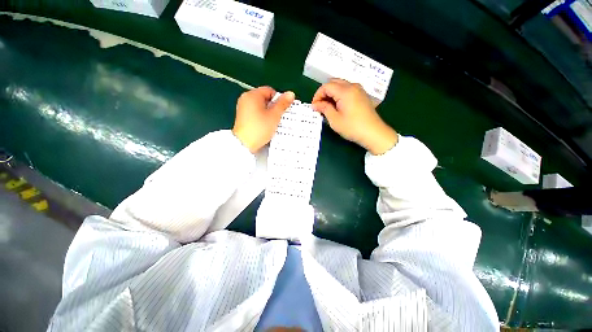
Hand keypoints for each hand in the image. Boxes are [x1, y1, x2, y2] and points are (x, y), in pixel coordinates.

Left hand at [232, 86, 294, 152]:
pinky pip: (255, 113)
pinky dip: (262, 117)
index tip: (282, 110)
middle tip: (279, 117)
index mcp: (252, 95)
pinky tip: (265, 125)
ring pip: (260, 107)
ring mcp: (243, 108)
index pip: (270, 91)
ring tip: (274, 122)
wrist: (244, 144)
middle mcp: (246, 98)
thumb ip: (283, 104)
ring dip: (268, 113)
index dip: (279, 99)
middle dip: (273, 107)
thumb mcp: (274, 116)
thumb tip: (291, 93)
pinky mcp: (242, 117)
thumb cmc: (260, 128)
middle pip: (265, 98)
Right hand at [312, 79, 397, 154]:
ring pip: (341, 85)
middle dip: (324, 93)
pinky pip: (348, 90)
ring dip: (332, 94)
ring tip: (328, 107)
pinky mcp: (362, 95)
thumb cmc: (352, 127)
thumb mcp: (335, 120)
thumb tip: (316, 104)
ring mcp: (359, 90)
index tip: (314, 107)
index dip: (318, 95)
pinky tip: (338, 106)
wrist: (374, 133)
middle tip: (320, 106)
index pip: (326, 86)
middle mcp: (353, 86)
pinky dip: (340, 95)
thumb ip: (324, 109)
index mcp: (345, 91)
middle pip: (334, 83)